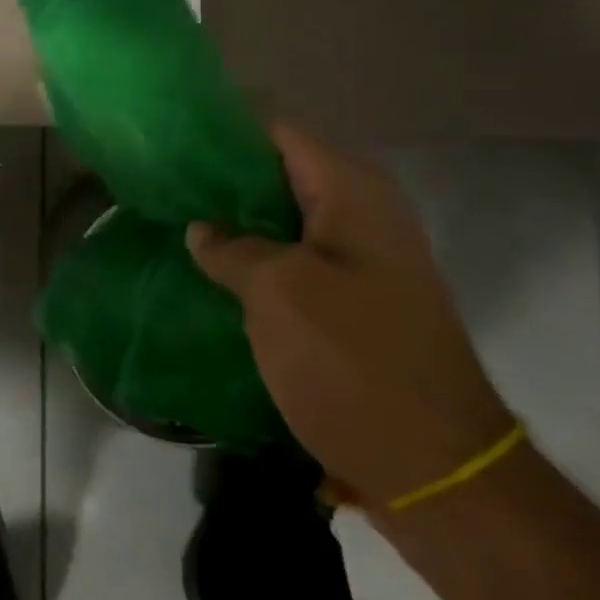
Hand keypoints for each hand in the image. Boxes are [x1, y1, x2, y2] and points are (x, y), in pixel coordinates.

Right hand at [184, 124, 511, 510]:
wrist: (435, 469)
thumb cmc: (353, 361)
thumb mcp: (278, 292)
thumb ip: (231, 247)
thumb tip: (202, 229)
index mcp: (352, 192)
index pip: (279, 131)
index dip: (225, 129)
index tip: (172, 137)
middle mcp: (363, 213)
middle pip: (280, 172)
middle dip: (223, 176)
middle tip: (163, 181)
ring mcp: (362, 260)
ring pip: (284, 217)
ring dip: (236, 219)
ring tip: (175, 219)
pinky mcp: (355, 301)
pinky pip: (295, 258)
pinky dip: (255, 256)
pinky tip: (211, 268)